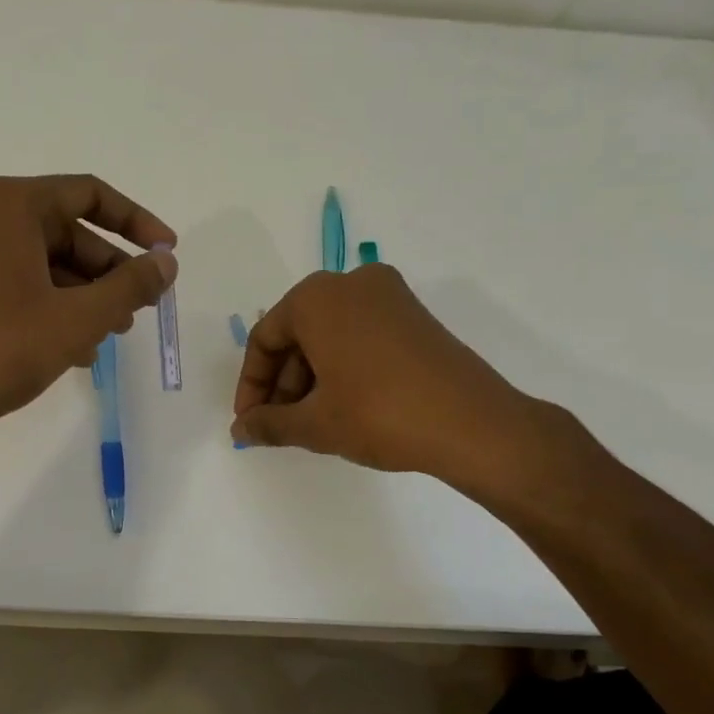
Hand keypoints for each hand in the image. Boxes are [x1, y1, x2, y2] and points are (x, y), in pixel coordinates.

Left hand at [0, 174, 175, 430]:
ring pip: (35, 259)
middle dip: (107, 270)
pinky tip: (68, 346)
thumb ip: (131, 285)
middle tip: (137, 308)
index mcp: (8, 204)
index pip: (89, 194)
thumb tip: (166, 263)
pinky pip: (6, 280)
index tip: (167, 253)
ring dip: (79, 292)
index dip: (137, 222)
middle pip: (62, 229)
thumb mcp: (79, 318)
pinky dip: (43, 302)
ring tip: (109, 334)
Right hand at [230, 265, 578, 493]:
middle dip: (283, 383)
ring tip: (311, 423)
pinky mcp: (414, 315)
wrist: (473, 423)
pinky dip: (343, 366)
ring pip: (330, 335)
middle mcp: (350, 283)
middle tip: (280, 426)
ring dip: (311, 377)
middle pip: (298, 333)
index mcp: (317, 297)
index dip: (251, 385)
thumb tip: (240, 431)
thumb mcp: (315, 424)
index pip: (265, 339)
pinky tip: (344, 406)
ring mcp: (388, 295)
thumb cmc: (379, 414)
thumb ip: (269, 424)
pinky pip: (360, 335)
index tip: (250, 422)